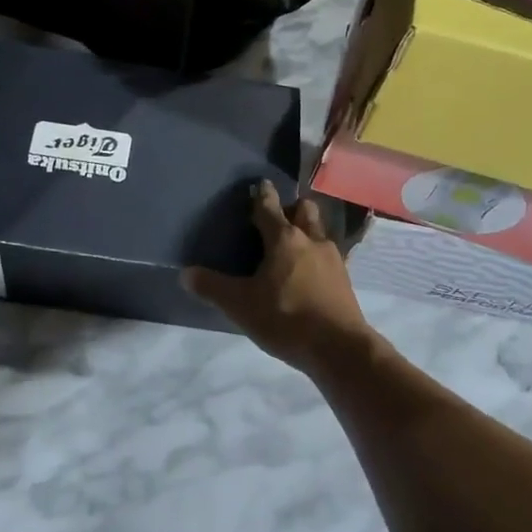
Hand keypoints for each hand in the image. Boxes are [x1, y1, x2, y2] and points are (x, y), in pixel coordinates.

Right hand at [183, 180, 377, 374]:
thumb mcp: (241, 305)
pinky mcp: (345, 279)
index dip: (262, 195)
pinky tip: (308, 273)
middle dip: (292, 208)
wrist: (339, 348)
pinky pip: (328, 256)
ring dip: (307, 231)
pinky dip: (316, 256)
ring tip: (292, 245)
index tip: (260, 183)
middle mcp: (311, 240)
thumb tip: (186, 273)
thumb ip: (213, 287)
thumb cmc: (286, 318)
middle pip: (304, 211)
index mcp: (284, 239)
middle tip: (277, 217)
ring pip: (319, 232)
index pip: (269, 208)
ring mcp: (333, 259)